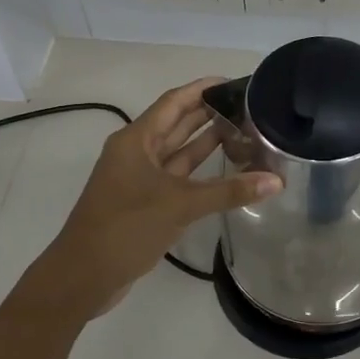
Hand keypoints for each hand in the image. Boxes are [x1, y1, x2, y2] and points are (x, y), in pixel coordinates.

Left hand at [35, 77, 281, 318]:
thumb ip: (228, 192)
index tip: (235, 82)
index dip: (202, 89)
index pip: (174, 102)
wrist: (84, 276)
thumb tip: (276, 180)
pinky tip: (228, 170)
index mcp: (136, 140)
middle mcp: (137, 152)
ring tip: (245, 131)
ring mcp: (140, 178)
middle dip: (210, 113)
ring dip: (207, 142)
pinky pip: (178, 177)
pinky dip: (201, 173)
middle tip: (249, 107)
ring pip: (179, 152)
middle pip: (177, 123)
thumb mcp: (179, 205)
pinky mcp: (146, 202)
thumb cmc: (126, 228)